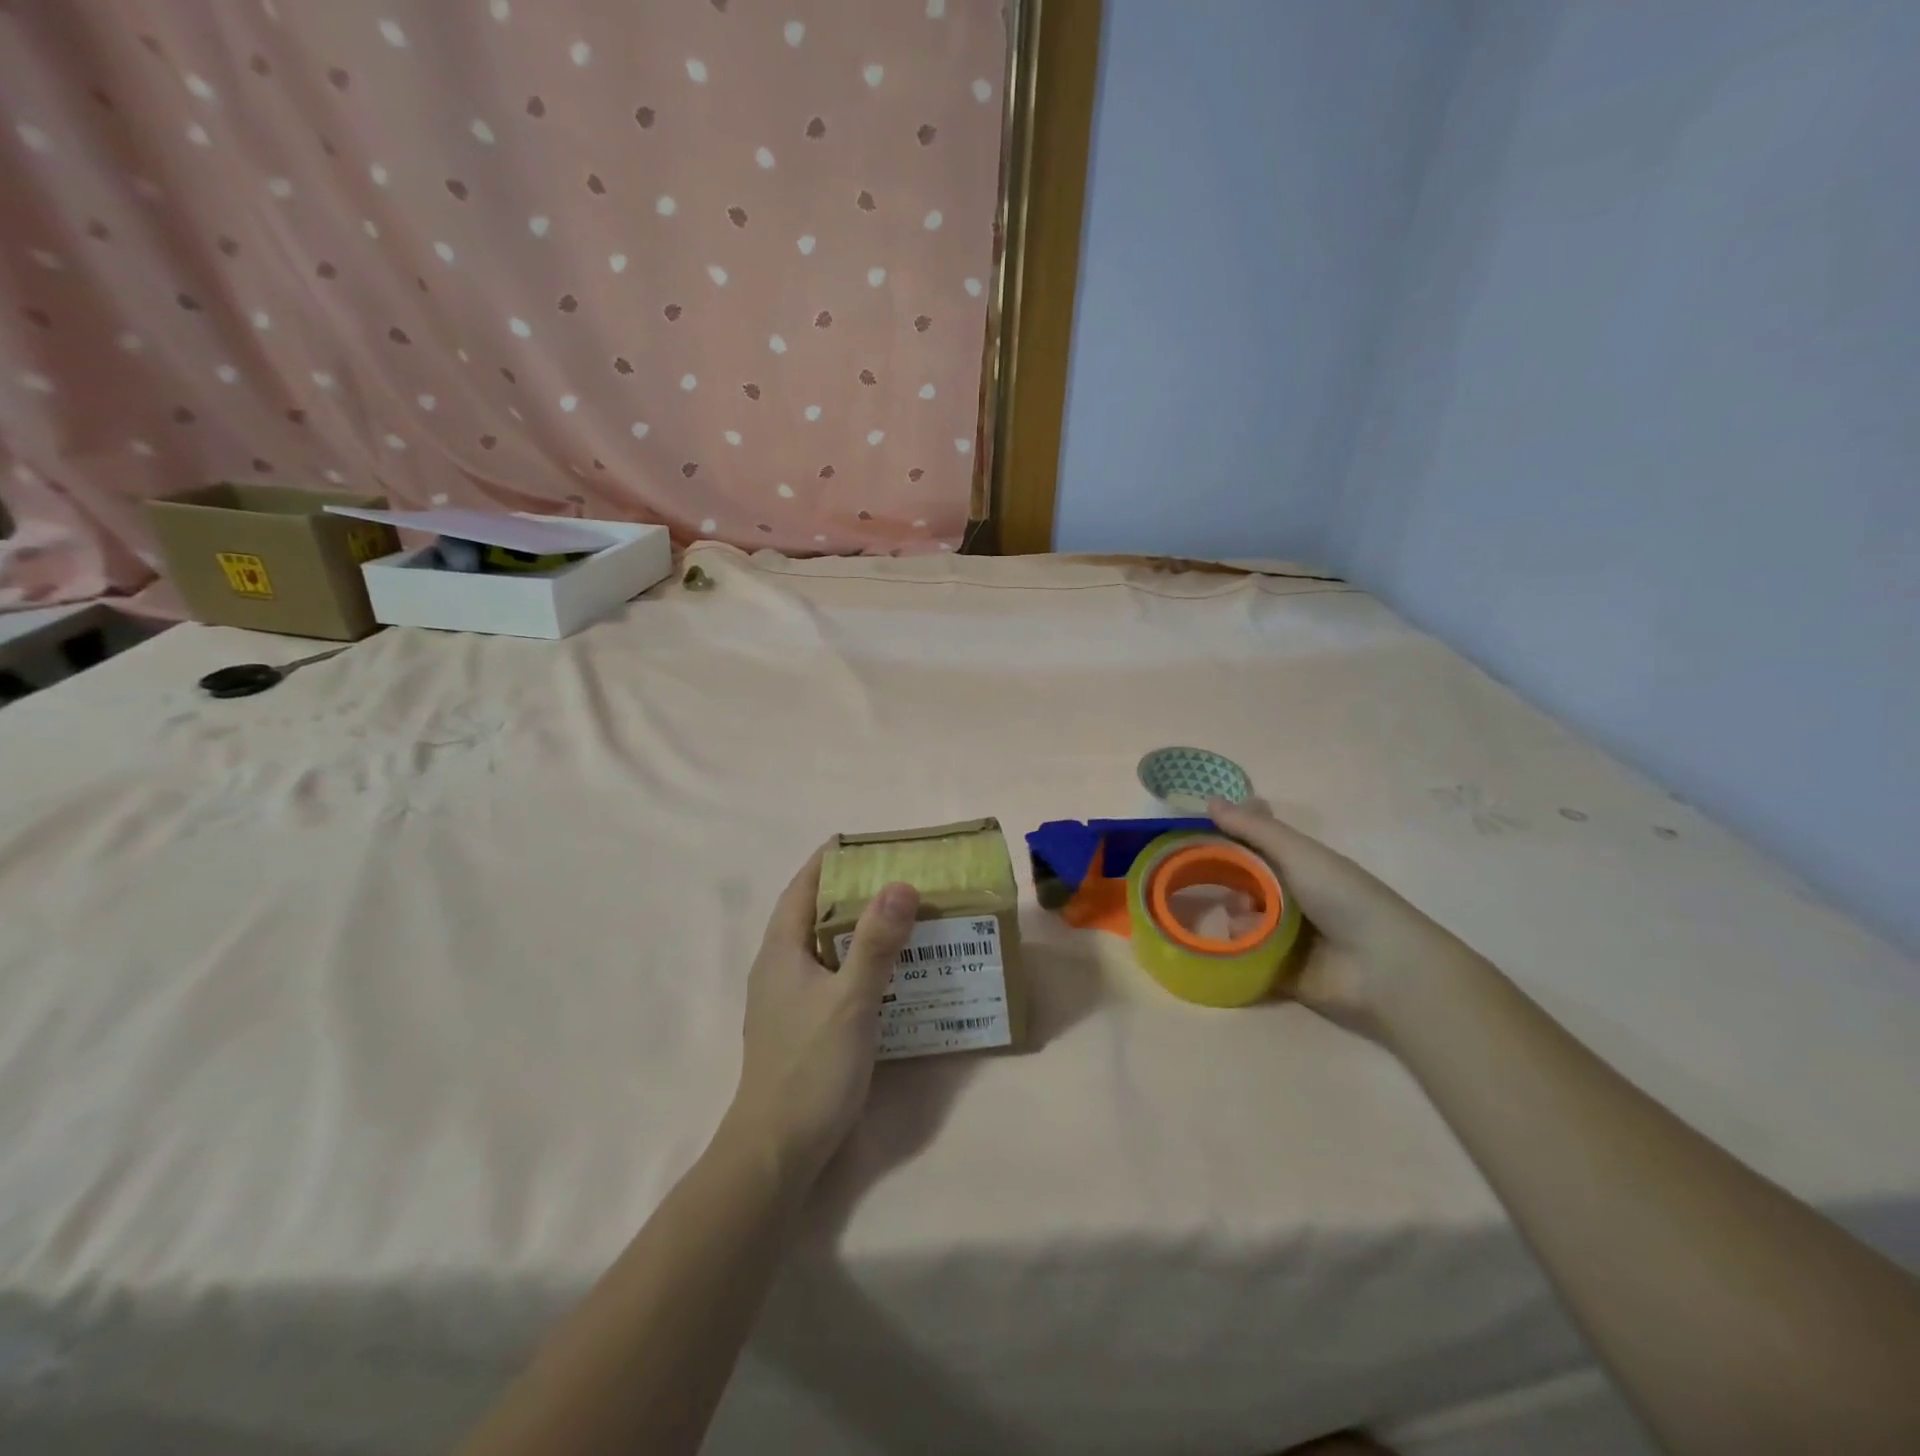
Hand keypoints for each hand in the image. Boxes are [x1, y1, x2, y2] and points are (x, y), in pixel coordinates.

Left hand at [727, 848, 919, 1180]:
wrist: (777, 1149)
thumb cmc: (811, 1067)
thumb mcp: (850, 1000)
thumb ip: (876, 943)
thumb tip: (901, 884)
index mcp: (780, 951)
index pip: (801, 888)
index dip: (827, 861)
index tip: (862, 842)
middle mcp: (778, 968)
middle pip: (812, 914)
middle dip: (850, 891)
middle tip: (896, 877)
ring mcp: (786, 999)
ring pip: (823, 947)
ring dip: (856, 927)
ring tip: (900, 917)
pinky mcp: (800, 1025)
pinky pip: (830, 975)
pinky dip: (856, 960)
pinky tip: (888, 971)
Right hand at [1209, 798, 1480, 1035]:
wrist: (1383, 970)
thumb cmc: (1344, 898)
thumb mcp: (1299, 854)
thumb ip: (1255, 829)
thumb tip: (1209, 799)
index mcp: (1299, 865)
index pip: (1254, 843)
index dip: (1226, 835)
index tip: (1190, 831)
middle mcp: (1289, 896)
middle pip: (1241, 880)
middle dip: (1218, 876)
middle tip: (1188, 874)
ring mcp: (1282, 934)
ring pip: (1238, 916)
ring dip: (1227, 912)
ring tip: (1219, 913)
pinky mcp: (1275, 970)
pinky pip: (1241, 956)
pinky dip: (1229, 949)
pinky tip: (1218, 943)